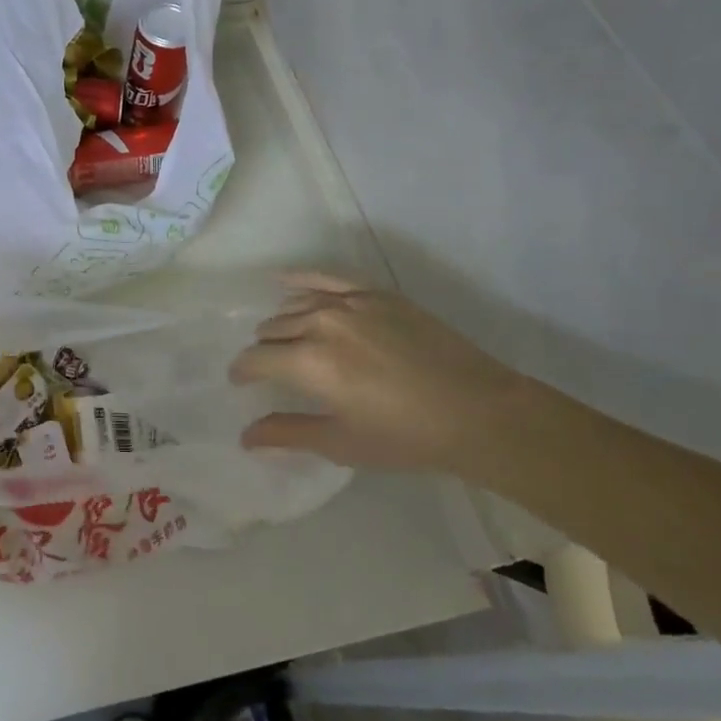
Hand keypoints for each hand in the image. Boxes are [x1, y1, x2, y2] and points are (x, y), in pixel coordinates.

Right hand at [229, 273, 526, 473]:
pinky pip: (325, 277)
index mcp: (308, 363)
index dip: (243, 373)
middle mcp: (320, 324)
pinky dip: (300, 278)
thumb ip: (288, 433)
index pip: (256, 359)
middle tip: (273, 370)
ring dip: (282, 323)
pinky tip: (283, 280)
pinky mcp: (374, 293)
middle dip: (265, 350)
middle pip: (272, 330)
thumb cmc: (406, 437)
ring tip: (286, 339)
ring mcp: (349, 302)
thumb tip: (245, 436)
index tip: (242, 383)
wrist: (478, 411)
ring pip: (295, 305)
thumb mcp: (342, 443)